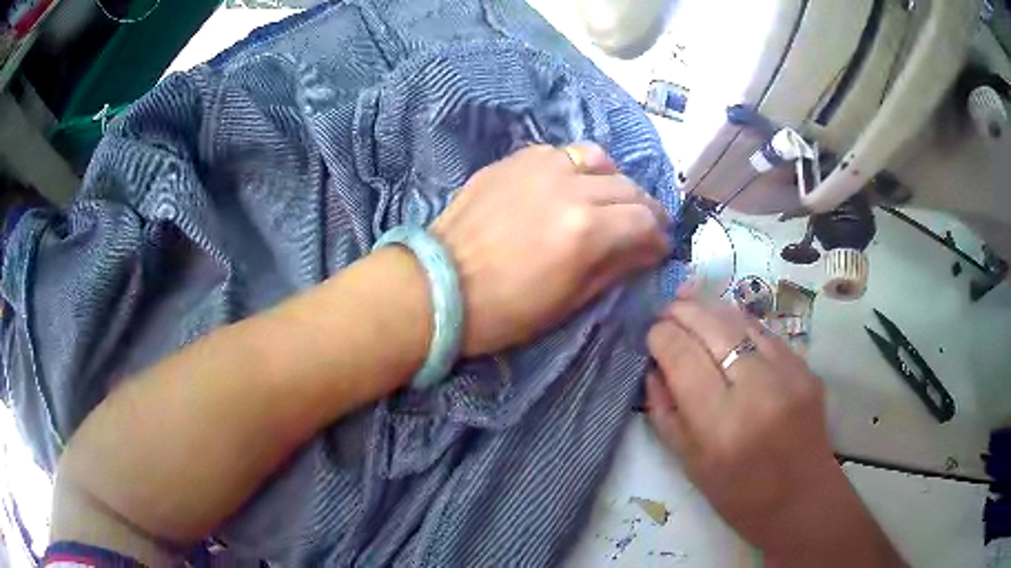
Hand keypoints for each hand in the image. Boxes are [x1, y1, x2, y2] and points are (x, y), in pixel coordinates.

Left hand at [430, 143, 668, 355]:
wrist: (439, 286)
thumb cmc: (505, 310)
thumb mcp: (569, 301)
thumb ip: (615, 267)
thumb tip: (648, 249)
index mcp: (587, 229)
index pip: (644, 220)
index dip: (658, 236)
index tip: (658, 249)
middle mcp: (570, 187)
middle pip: (628, 187)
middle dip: (644, 209)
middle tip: (642, 228)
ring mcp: (539, 167)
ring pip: (598, 158)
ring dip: (613, 180)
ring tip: (609, 200)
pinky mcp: (514, 160)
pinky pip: (560, 152)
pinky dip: (576, 167)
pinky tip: (570, 186)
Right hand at [645, 299, 903, 566]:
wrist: (802, 499)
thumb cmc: (739, 496)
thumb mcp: (690, 465)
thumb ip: (666, 413)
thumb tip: (654, 368)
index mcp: (721, 426)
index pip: (684, 359)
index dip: (663, 337)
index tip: (652, 333)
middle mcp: (758, 391)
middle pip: (714, 329)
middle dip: (684, 312)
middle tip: (667, 310)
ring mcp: (789, 375)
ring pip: (742, 322)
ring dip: (711, 309)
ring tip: (691, 306)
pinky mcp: (806, 368)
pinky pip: (766, 333)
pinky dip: (740, 323)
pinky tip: (726, 324)